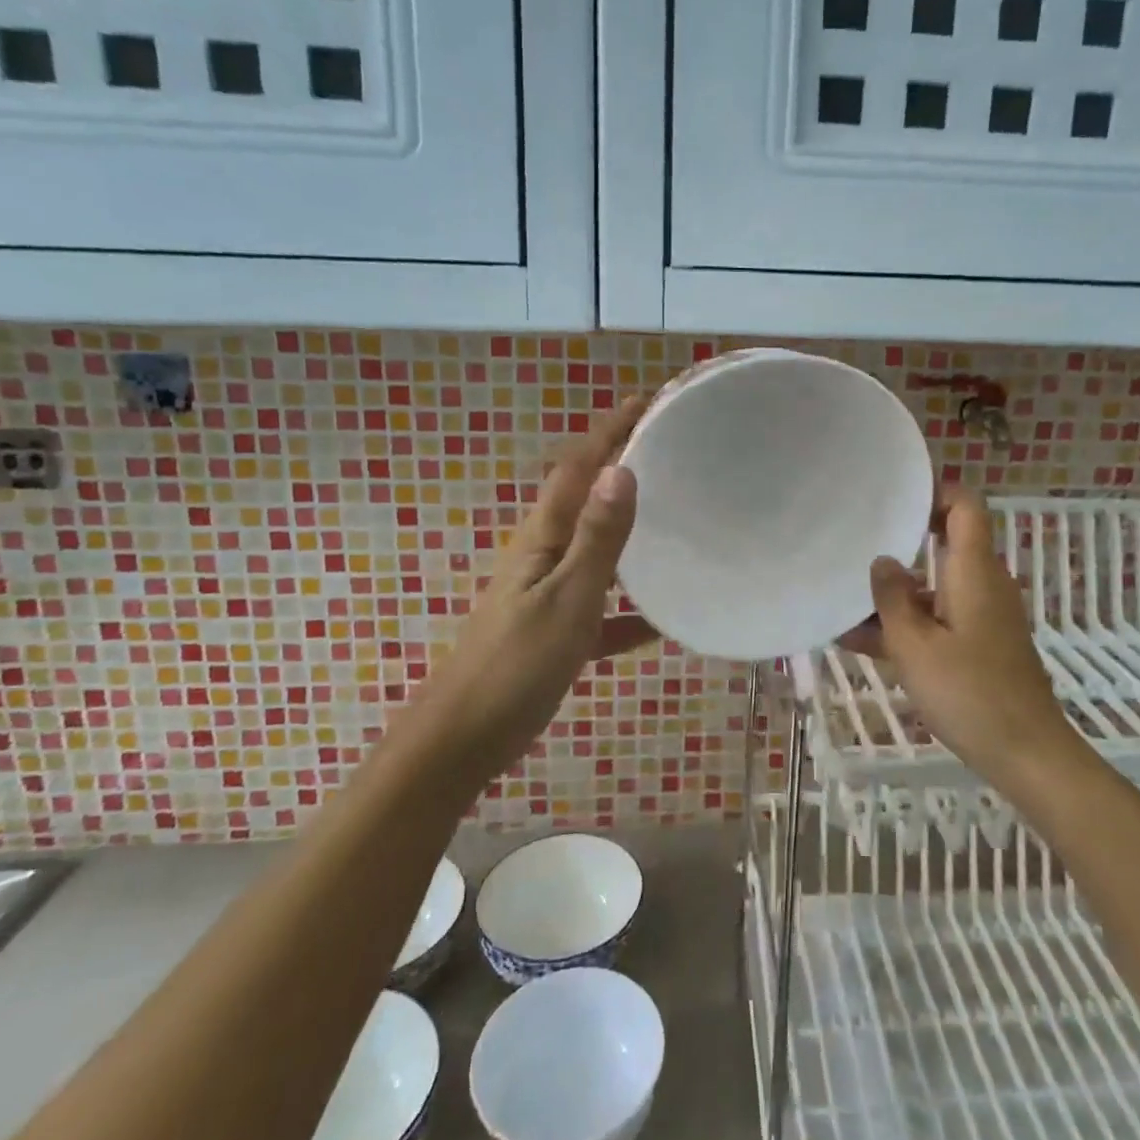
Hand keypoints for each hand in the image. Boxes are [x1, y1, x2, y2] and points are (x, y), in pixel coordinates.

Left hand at [417, 398, 657, 782]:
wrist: (463, 740)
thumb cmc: (516, 666)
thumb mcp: (566, 599)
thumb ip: (596, 539)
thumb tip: (622, 470)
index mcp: (542, 538)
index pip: (578, 468)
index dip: (609, 431)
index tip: (646, 400)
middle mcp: (543, 556)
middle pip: (588, 500)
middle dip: (622, 468)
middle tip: (670, 450)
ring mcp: (548, 594)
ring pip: (596, 550)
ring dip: (630, 531)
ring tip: (675, 518)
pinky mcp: (556, 633)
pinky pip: (602, 609)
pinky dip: (630, 610)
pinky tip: (663, 624)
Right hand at [846, 489, 1087, 790]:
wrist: (1027, 754)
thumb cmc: (969, 693)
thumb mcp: (914, 646)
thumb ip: (892, 599)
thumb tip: (883, 561)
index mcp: (973, 571)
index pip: (965, 505)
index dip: (933, 491)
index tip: (891, 498)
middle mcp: (982, 583)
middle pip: (943, 543)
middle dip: (898, 543)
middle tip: (854, 543)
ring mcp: (982, 615)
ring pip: (933, 587)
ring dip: (893, 594)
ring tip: (841, 601)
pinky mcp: (978, 644)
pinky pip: (937, 618)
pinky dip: (906, 624)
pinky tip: (859, 641)